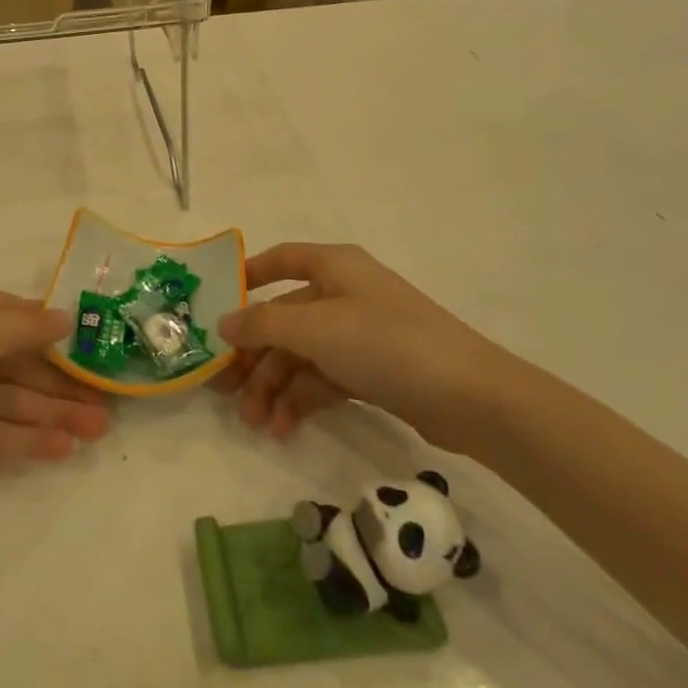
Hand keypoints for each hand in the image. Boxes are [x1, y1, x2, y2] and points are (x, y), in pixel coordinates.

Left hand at [0, 287, 110, 517]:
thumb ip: (20, 329)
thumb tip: (65, 317)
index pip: (11, 314)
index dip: (52, 329)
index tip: (95, 343)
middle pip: (15, 362)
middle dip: (59, 381)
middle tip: (107, 402)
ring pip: (8, 401)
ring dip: (51, 414)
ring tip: (97, 431)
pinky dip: (25, 440)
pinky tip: (62, 449)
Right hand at [212, 244, 506, 451]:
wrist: (469, 397)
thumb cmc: (385, 343)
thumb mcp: (317, 328)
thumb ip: (264, 324)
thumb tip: (224, 322)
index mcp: (334, 267)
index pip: (282, 260)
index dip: (249, 276)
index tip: (218, 304)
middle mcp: (344, 294)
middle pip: (285, 318)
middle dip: (254, 355)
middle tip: (223, 391)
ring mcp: (359, 334)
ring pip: (301, 354)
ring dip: (274, 386)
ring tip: (255, 422)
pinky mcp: (372, 372)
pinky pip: (323, 379)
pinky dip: (301, 400)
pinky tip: (283, 428)